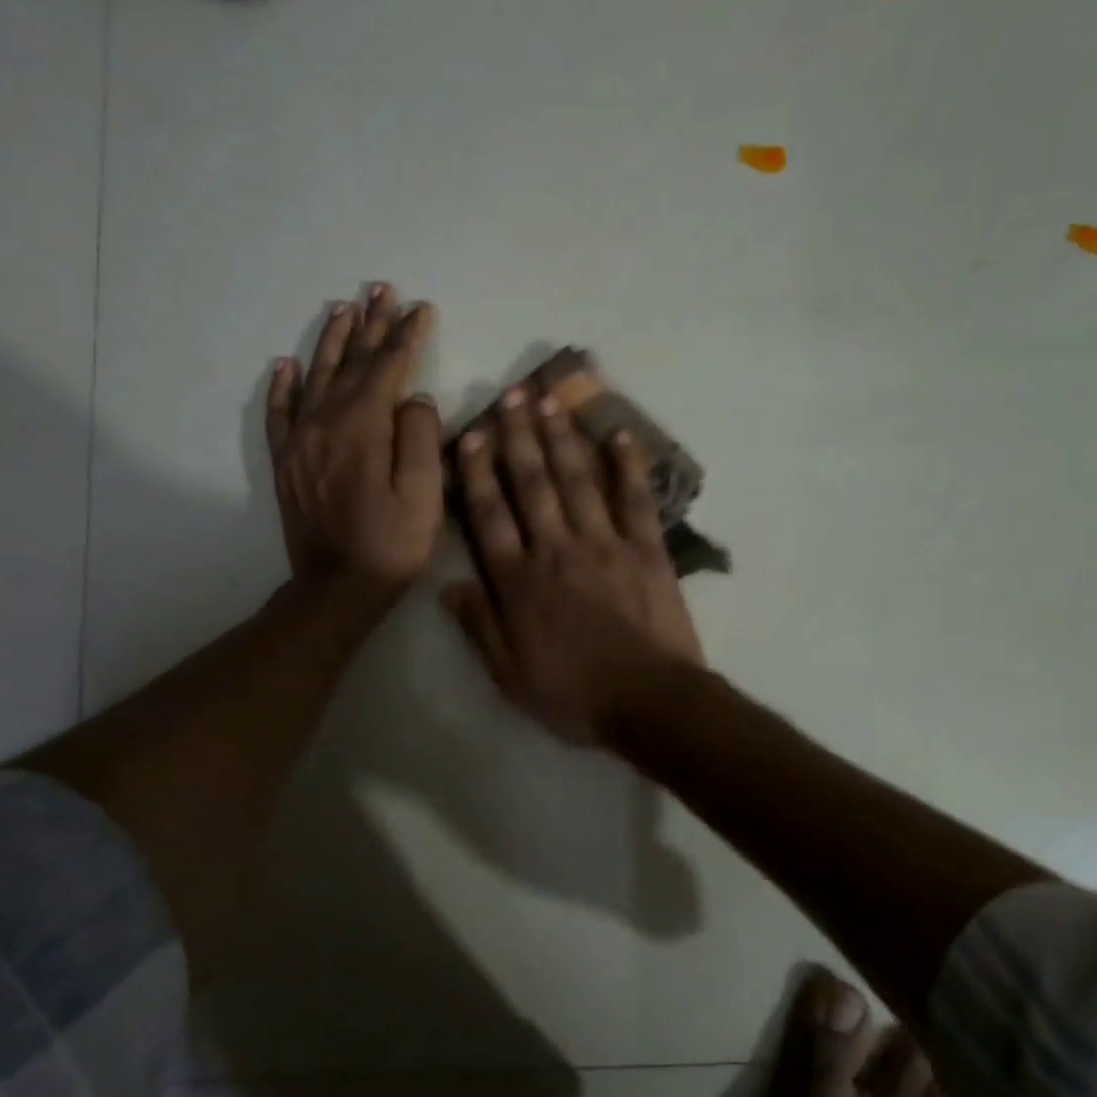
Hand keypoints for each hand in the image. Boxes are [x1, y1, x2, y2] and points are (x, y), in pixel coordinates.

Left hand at [267, 284, 441, 593]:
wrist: (337, 588)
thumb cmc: (391, 544)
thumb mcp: (423, 495)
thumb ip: (421, 438)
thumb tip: (415, 399)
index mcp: (364, 426)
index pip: (388, 367)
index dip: (406, 335)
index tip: (420, 308)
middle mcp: (326, 421)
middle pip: (352, 362)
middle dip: (371, 324)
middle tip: (382, 290)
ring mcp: (301, 440)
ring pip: (316, 376)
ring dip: (333, 341)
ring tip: (344, 308)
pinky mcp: (286, 461)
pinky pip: (280, 411)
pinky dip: (283, 384)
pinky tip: (286, 363)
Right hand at [442, 386, 702, 744]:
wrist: (649, 702)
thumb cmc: (575, 694)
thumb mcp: (510, 676)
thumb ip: (479, 627)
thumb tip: (447, 585)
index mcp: (520, 581)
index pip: (490, 515)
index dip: (478, 472)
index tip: (471, 434)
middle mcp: (557, 550)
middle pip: (532, 484)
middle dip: (518, 437)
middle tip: (511, 394)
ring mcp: (605, 544)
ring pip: (577, 480)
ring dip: (562, 437)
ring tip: (550, 400)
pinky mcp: (646, 549)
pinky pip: (636, 499)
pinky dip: (629, 465)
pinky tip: (620, 434)